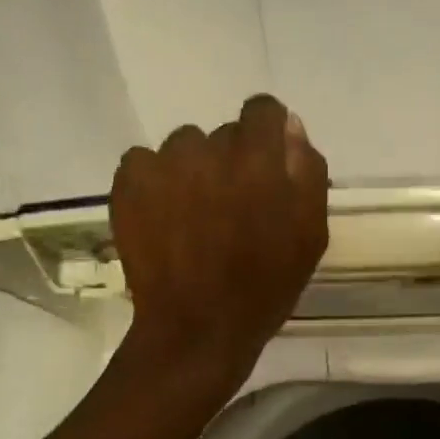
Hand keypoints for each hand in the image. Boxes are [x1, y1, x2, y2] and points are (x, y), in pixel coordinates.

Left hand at [110, 94, 328, 400]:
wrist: (196, 328)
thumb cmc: (265, 287)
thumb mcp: (310, 235)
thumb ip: (306, 172)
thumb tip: (290, 129)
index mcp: (258, 159)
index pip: (263, 110)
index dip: (268, 135)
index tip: (267, 167)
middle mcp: (209, 149)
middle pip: (224, 135)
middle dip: (232, 162)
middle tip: (232, 208)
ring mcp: (163, 164)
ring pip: (184, 147)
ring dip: (193, 170)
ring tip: (193, 215)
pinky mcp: (129, 184)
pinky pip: (145, 162)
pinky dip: (154, 183)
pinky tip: (163, 218)